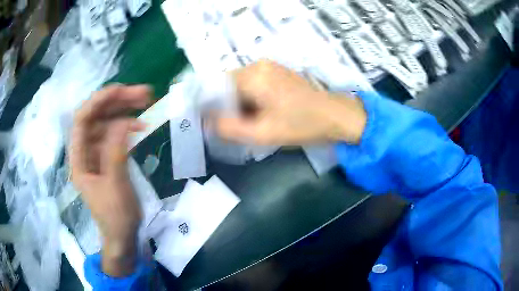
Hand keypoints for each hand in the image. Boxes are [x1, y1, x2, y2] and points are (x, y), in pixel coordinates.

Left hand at [69, 85, 149, 276]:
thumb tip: (123, 122)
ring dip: (125, 109)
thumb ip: (115, 153)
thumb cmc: (115, 216)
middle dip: (117, 102)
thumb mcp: (115, 187)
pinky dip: (128, 125)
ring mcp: (97, 152)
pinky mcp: (108, 156)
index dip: (98, 101)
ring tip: (146, 102)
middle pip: (96, 116)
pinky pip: (115, 134)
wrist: (122, 234)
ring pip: (107, 122)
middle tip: (143, 93)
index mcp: (79, 158)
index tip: (121, 91)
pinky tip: (141, 125)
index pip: (82, 120)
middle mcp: (85, 150)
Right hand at [215, 60, 366, 145]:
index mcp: (253, 76)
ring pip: (239, 85)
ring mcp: (268, 67)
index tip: (211, 123)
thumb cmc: (302, 125)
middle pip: (227, 85)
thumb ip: (230, 128)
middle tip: (233, 126)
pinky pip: (252, 83)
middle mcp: (257, 65)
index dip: (210, 105)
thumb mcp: (263, 133)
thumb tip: (206, 121)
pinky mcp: (276, 72)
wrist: (335, 116)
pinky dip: (249, 98)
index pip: (216, 86)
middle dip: (225, 106)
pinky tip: (259, 113)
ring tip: (248, 121)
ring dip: (238, 103)